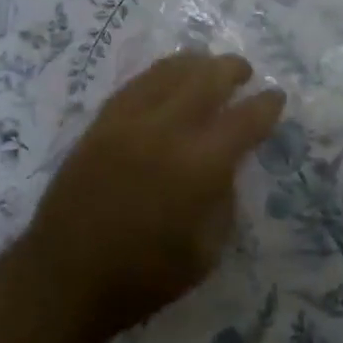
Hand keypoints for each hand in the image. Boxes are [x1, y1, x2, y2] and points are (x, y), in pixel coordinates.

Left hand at [23, 52, 284, 341]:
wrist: (64, 279)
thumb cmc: (143, 277)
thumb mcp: (205, 252)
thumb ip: (223, 200)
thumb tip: (226, 166)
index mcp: (199, 167)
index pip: (244, 120)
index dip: (267, 105)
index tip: (277, 97)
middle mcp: (166, 131)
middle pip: (207, 79)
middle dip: (232, 70)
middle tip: (245, 72)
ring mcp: (129, 121)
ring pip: (170, 72)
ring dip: (197, 64)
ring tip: (209, 65)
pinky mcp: (102, 122)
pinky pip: (138, 83)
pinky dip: (161, 74)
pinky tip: (169, 78)